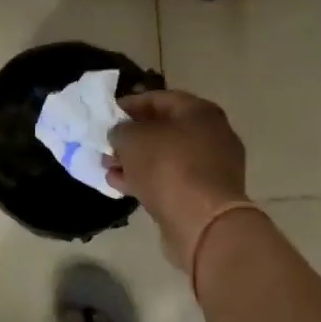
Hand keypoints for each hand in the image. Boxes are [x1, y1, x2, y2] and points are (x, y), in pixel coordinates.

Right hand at [107, 89, 253, 268]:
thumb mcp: (132, 138)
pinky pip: (172, 180)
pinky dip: (147, 180)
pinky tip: (120, 185)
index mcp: (200, 112)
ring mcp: (212, 167)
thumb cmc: (168, 166)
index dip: (130, 105)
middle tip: (107, 145)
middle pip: (164, 129)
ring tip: (108, 167)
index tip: (107, 115)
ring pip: (166, 157)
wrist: (203, 222)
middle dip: (132, 138)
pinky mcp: (206, 196)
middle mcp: (212, 135)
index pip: (159, 99)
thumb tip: (121, 135)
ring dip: (136, 161)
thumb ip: (121, 130)